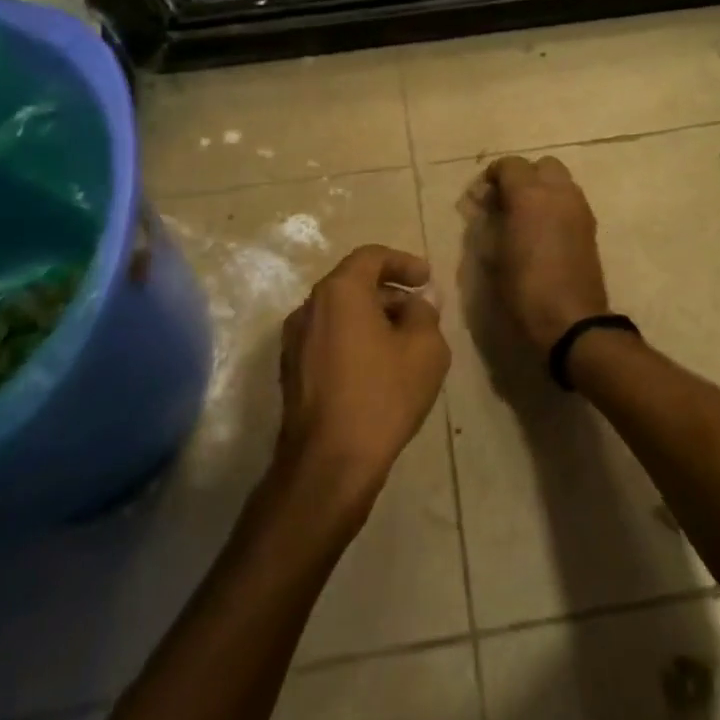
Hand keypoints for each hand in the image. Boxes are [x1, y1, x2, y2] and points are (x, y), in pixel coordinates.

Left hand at [275, 245, 450, 512]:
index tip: (428, 279)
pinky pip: (329, 339)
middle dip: (390, 293)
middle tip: (421, 312)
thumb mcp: (425, 349)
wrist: (329, 462)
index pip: (371, 257)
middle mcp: (309, 308)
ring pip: (340, 314)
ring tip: (405, 342)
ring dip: (373, 318)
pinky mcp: (292, 371)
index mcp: (339, 292)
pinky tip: (379, 368)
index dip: (404, 262)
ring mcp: (294, 341)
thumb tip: (418, 302)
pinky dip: (355, 340)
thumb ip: (425, 313)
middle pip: (353, 285)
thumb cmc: (382, 395)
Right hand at [478, 156, 611, 350]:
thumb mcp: (492, 255)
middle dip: (523, 177)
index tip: (482, 198)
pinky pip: (571, 200)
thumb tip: (484, 206)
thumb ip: (486, 222)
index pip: (509, 165)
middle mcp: (558, 191)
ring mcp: (579, 207)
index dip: (493, 176)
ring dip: (542, 189)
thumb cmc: (523, 288)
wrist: (571, 319)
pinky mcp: (590, 225)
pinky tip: (544, 230)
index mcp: (529, 194)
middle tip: (506, 202)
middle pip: (541, 165)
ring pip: (560, 180)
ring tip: (525, 216)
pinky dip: (556, 204)